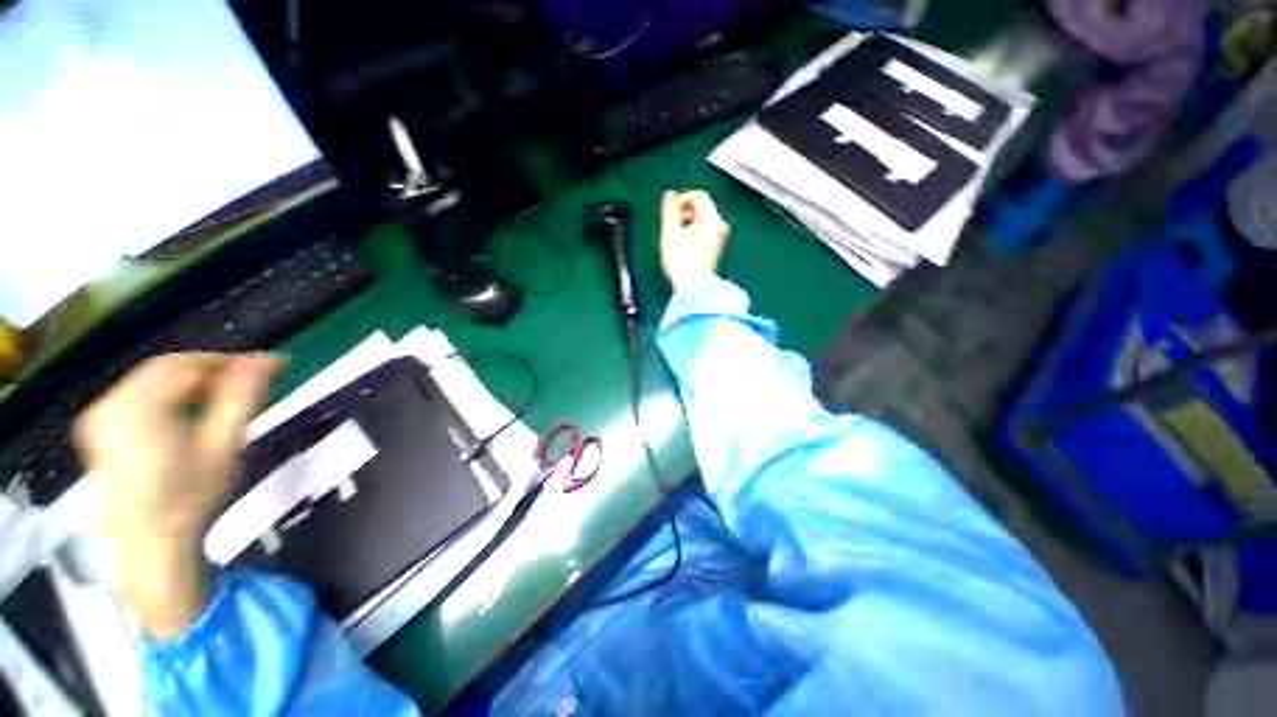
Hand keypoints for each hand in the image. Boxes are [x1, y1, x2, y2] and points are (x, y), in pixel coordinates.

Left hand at [73, 353, 281, 637]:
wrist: (150, 543)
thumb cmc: (191, 497)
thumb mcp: (223, 446)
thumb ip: (242, 397)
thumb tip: (266, 360)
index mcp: (139, 408)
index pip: (190, 365)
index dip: (233, 361)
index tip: (271, 366)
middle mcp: (111, 404)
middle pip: (169, 368)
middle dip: (213, 371)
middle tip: (252, 383)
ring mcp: (100, 415)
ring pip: (154, 380)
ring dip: (194, 382)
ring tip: (228, 399)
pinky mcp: (98, 427)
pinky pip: (139, 394)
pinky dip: (171, 395)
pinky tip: (194, 410)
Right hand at [661, 189, 729, 290]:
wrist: (693, 287)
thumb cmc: (681, 261)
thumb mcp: (670, 232)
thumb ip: (669, 210)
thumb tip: (669, 195)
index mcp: (712, 219)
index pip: (699, 196)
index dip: (682, 198)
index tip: (670, 210)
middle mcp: (720, 225)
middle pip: (702, 207)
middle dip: (685, 211)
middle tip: (671, 224)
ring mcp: (720, 238)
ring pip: (703, 219)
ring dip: (688, 222)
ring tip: (676, 236)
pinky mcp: (717, 248)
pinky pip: (706, 231)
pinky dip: (694, 232)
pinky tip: (684, 245)